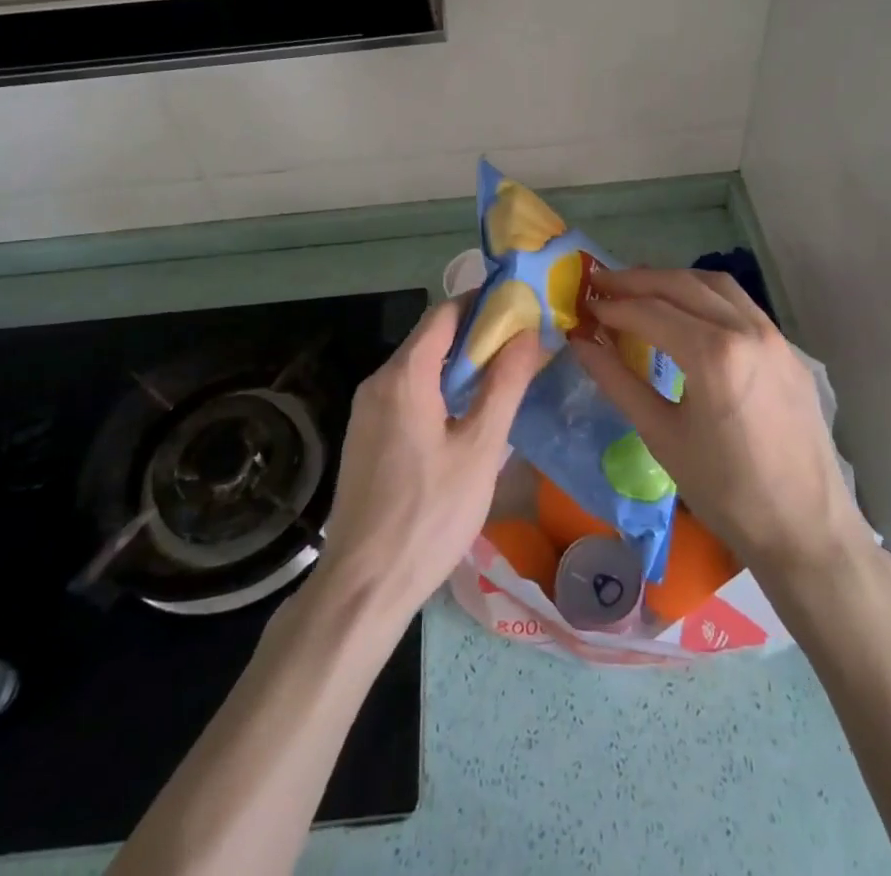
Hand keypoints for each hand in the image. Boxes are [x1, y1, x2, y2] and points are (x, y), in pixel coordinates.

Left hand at [313, 296, 544, 624]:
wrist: (363, 585)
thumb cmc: (429, 515)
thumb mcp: (479, 450)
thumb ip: (504, 385)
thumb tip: (527, 333)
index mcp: (404, 375)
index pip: (444, 313)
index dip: (482, 305)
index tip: (519, 309)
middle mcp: (378, 382)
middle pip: (429, 339)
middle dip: (475, 337)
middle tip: (520, 348)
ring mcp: (365, 411)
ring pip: (417, 369)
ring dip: (456, 366)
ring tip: (500, 380)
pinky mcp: (364, 437)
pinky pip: (404, 395)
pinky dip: (436, 390)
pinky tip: (463, 417)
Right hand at [569, 268, 872, 584]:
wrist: (806, 530)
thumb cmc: (725, 491)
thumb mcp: (661, 435)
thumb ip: (617, 381)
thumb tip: (581, 343)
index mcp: (713, 354)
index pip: (650, 311)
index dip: (612, 306)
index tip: (584, 306)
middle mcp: (746, 330)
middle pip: (681, 285)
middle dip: (636, 280)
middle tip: (600, 283)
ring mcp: (774, 336)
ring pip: (715, 285)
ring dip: (673, 281)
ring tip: (639, 290)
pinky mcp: (789, 350)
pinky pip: (741, 304)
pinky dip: (705, 295)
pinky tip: (687, 311)